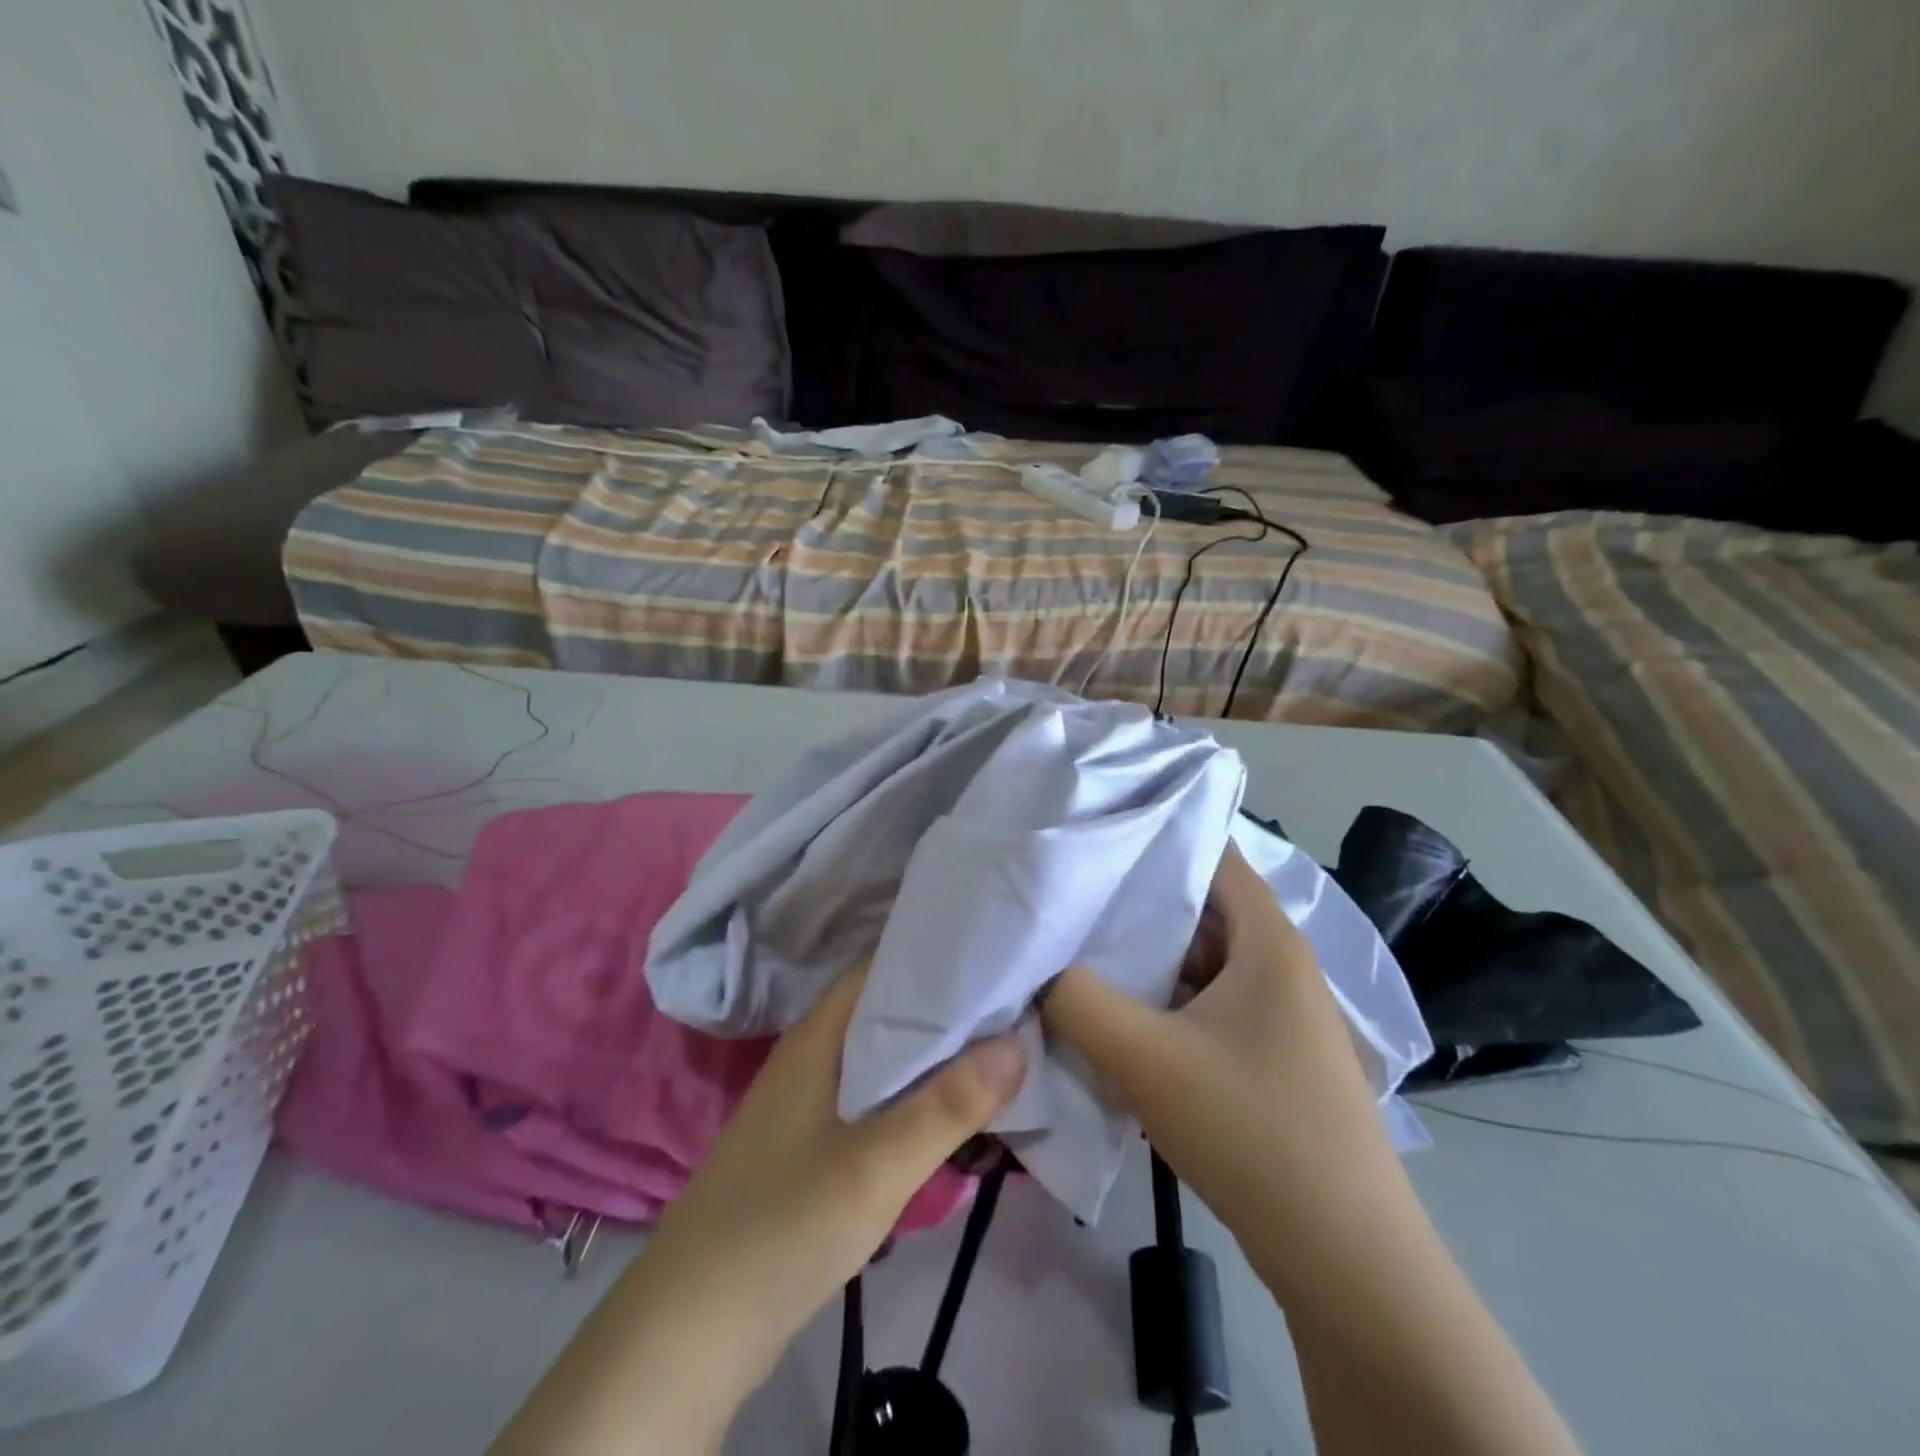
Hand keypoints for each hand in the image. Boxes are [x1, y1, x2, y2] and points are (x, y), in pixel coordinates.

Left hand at [492, 964, 1025, 1455]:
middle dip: (950, 1010)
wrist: (691, 1330)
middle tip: (1016, 1004)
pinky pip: (876, 1100)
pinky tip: (953, 1112)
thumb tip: (1017, 1041)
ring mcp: (811, 1101)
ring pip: (885, 1059)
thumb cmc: (783, 1225)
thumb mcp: (876, 1165)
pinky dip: (915, 1097)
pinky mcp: (814, 1144)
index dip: (940, 956)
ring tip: (1001, 1050)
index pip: (884, 967)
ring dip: (936, 1057)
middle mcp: (813, 1054)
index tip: (998, 955)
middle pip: (889, 1013)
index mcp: (819, 1034)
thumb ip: (949, 1105)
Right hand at [1043, 843, 1403, 1281]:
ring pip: (1200, 963)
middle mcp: (1280, 966)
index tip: (1095, 836)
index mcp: (1269, 942)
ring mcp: (1279, 1016)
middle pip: (1201, 910)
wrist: (1346, 1261)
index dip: (1156, 837)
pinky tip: (1118, 1021)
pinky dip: (1164, 1004)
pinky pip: (1207, 1008)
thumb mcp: (1145, 1058)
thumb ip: (1078, 1001)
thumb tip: (1039, 969)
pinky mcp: (1271, 1059)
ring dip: (1147, 962)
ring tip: (1079, 953)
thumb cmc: (1252, 1131)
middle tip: (1070, 897)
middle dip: (1136, 904)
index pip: (1213, 856)